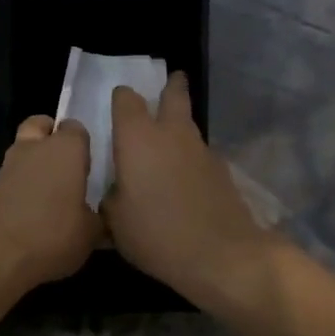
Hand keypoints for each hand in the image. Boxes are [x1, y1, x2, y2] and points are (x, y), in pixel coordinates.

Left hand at [0, 115, 101, 289]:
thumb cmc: (52, 235)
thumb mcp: (90, 234)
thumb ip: (99, 219)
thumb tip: (100, 217)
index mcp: (66, 149)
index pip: (76, 128)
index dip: (83, 143)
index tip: (91, 164)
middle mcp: (34, 148)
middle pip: (41, 126)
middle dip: (51, 138)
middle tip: (67, 167)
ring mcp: (7, 166)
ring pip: (22, 151)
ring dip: (34, 165)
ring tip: (51, 196)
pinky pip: (10, 178)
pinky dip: (20, 188)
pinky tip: (32, 214)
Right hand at [102, 73, 273, 306]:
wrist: (221, 254)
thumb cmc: (156, 234)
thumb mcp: (115, 222)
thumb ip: (112, 197)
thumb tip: (118, 190)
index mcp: (138, 138)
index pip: (126, 100)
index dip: (121, 98)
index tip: (118, 103)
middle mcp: (172, 134)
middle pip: (174, 95)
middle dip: (171, 87)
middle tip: (169, 81)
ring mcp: (202, 150)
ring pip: (189, 125)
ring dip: (181, 124)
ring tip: (171, 139)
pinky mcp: (222, 171)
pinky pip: (201, 154)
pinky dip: (192, 158)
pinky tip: (186, 180)